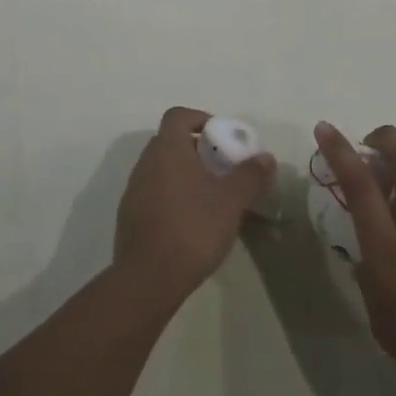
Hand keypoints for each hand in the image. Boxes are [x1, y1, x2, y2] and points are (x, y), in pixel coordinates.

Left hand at [114, 107, 274, 308]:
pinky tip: (192, 221)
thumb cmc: (193, 228)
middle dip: (198, 149)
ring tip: (211, 196)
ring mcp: (133, 191)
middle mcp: (145, 164)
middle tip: (222, 167)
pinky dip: (173, 196)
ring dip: (185, 174)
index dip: (200, 118)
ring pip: (162, 169)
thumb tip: (265, 158)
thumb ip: (250, 175)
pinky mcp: (130, 217)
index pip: (178, 116)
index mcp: (167, 150)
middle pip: (170, 142)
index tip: (221, 136)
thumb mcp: (231, 201)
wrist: (148, 279)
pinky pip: (154, 193)